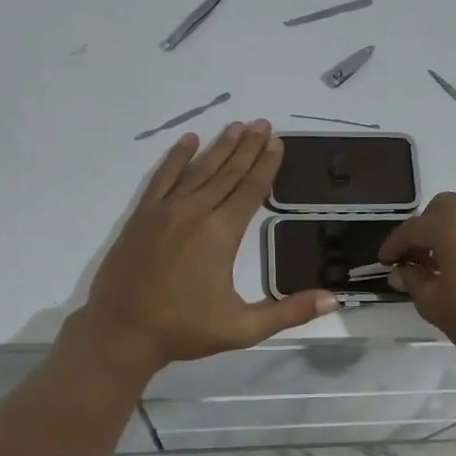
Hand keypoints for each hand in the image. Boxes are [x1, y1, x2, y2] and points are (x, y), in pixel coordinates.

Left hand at [74, 120, 336, 373]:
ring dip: (219, 146)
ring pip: (199, 169)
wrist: (121, 332)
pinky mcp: (142, 215)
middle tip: (263, 123)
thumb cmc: (184, 329)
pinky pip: (163, 177)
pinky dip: (176, 157)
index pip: (251, 190)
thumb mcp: (243, 328)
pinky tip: (188, 140)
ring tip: (237, 125)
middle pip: (228, 172)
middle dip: (247, 147)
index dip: (266, 164)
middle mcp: (195, 212)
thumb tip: (333, 299)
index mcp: (221, 234)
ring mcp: (165, 210)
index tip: (277, 142)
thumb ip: (289, 311)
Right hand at [377, 192, 455, 376]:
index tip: (386, 261)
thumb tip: (402, 270)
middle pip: (444, 209)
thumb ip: (414, 280)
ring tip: (451, 261)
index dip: (394, 245)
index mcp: (453, 224)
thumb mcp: (435, 305)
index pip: (413, 228)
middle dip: (426, 229)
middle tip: (418, 257)